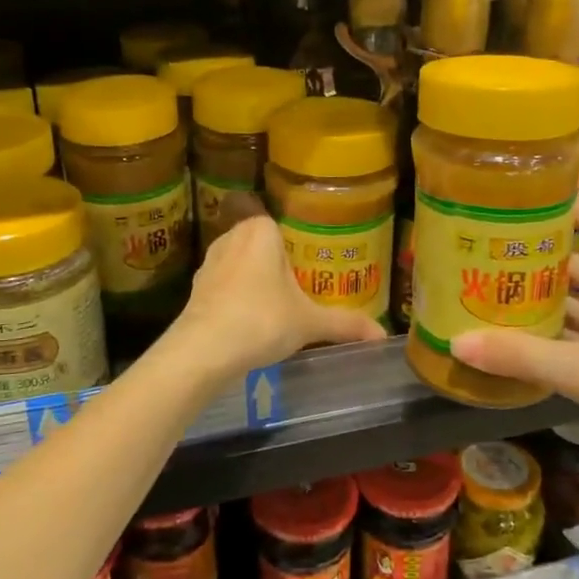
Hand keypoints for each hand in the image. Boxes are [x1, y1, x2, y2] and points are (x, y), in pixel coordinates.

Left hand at [161, 207, 386, 383]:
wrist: (203, 350)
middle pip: (263, 246)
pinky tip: (249, 321)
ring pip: (241, 265)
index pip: (284, 227)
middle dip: (278, 266)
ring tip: (276, 307)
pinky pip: (224, 285)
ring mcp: (210, 261)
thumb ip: (345, 323)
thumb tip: (383, 334)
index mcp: (261, 230)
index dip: (299, 248)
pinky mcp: (196, 287)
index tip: (312, 270)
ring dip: (255, 282)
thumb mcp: (309, 323)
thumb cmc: (262, 320)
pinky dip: (236, 298)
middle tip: (301, 290)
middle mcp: (232, 236)